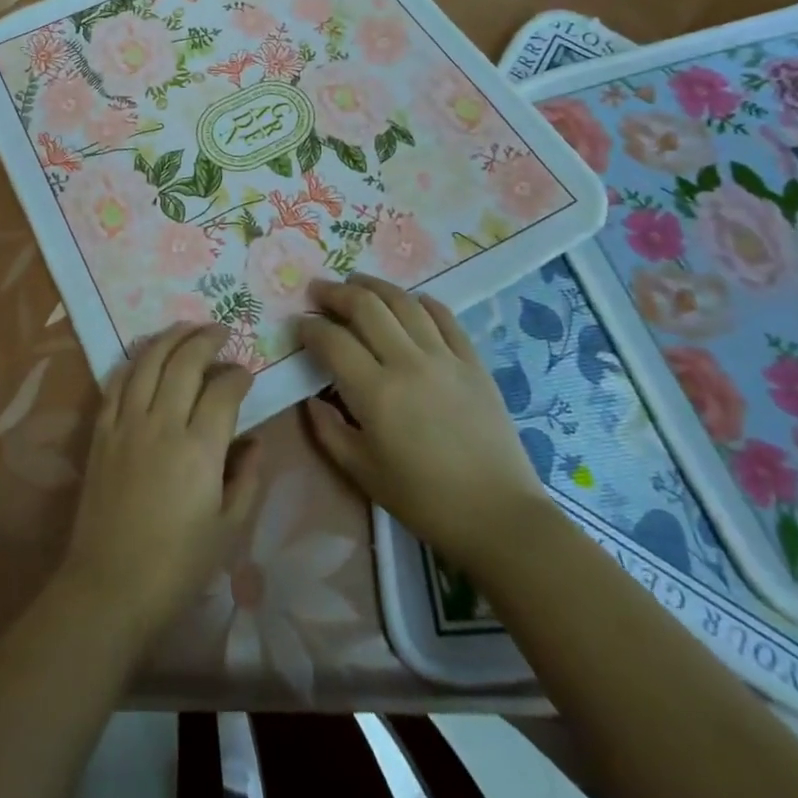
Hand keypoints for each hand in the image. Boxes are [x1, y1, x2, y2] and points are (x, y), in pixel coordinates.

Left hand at [59, 324, 260, 641]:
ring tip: (187, 328)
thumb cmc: (178, 566)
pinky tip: (146, 355)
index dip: (238, 375)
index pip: (223, 391)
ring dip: (170, 338)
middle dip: (206, 339)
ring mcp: (126, 424)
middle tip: (222, 331)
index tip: (246, 373)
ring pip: (148, 362)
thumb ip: (248, 478)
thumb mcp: (229, 530)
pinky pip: (117, 382)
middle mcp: (162, 424)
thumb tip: (255, 440)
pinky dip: (134, 361)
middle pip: (185, 362)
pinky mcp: (101, 431)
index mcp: (200, 450)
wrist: (110, 585)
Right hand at [299, 274, 553, 570]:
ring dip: (375, 286)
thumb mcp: (362, 472)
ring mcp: (444, 358)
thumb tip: (311, 399)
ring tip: (357, 282)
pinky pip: (445, 318)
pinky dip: (423, 302)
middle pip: (366, 307)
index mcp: (376, 393)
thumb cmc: (423, 500)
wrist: (498, 516)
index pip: (332, 341)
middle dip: (336, 293)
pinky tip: (411, 300)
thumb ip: (328, 431)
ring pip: (404, 303)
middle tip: (319, 290)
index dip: (310, 327)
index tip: (299, 324)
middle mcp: (408, 363)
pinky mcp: (473, 362)